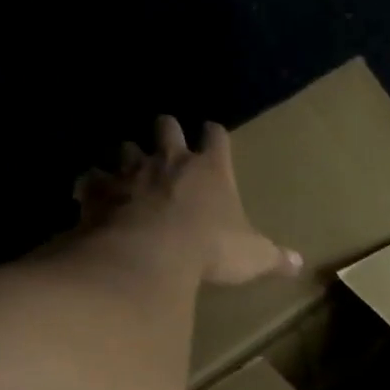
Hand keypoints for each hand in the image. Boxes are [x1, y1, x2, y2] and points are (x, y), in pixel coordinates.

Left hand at [71, 116, 301, 285]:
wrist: (152, 252)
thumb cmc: (211, 248)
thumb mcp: (253, 256)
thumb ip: (274, 257)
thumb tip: (299, 263)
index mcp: (211, 170)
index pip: (216, 136)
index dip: (215, 136)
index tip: (213, 136)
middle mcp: (170, 160)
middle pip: (166, 126)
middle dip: (167, 131)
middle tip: (168, 145)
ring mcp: (131, 172)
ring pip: (125, 148)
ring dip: (128, 158)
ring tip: (129, 174)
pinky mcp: (100, 190)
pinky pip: (90, 179)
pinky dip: (91, 186)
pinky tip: (90, 197)